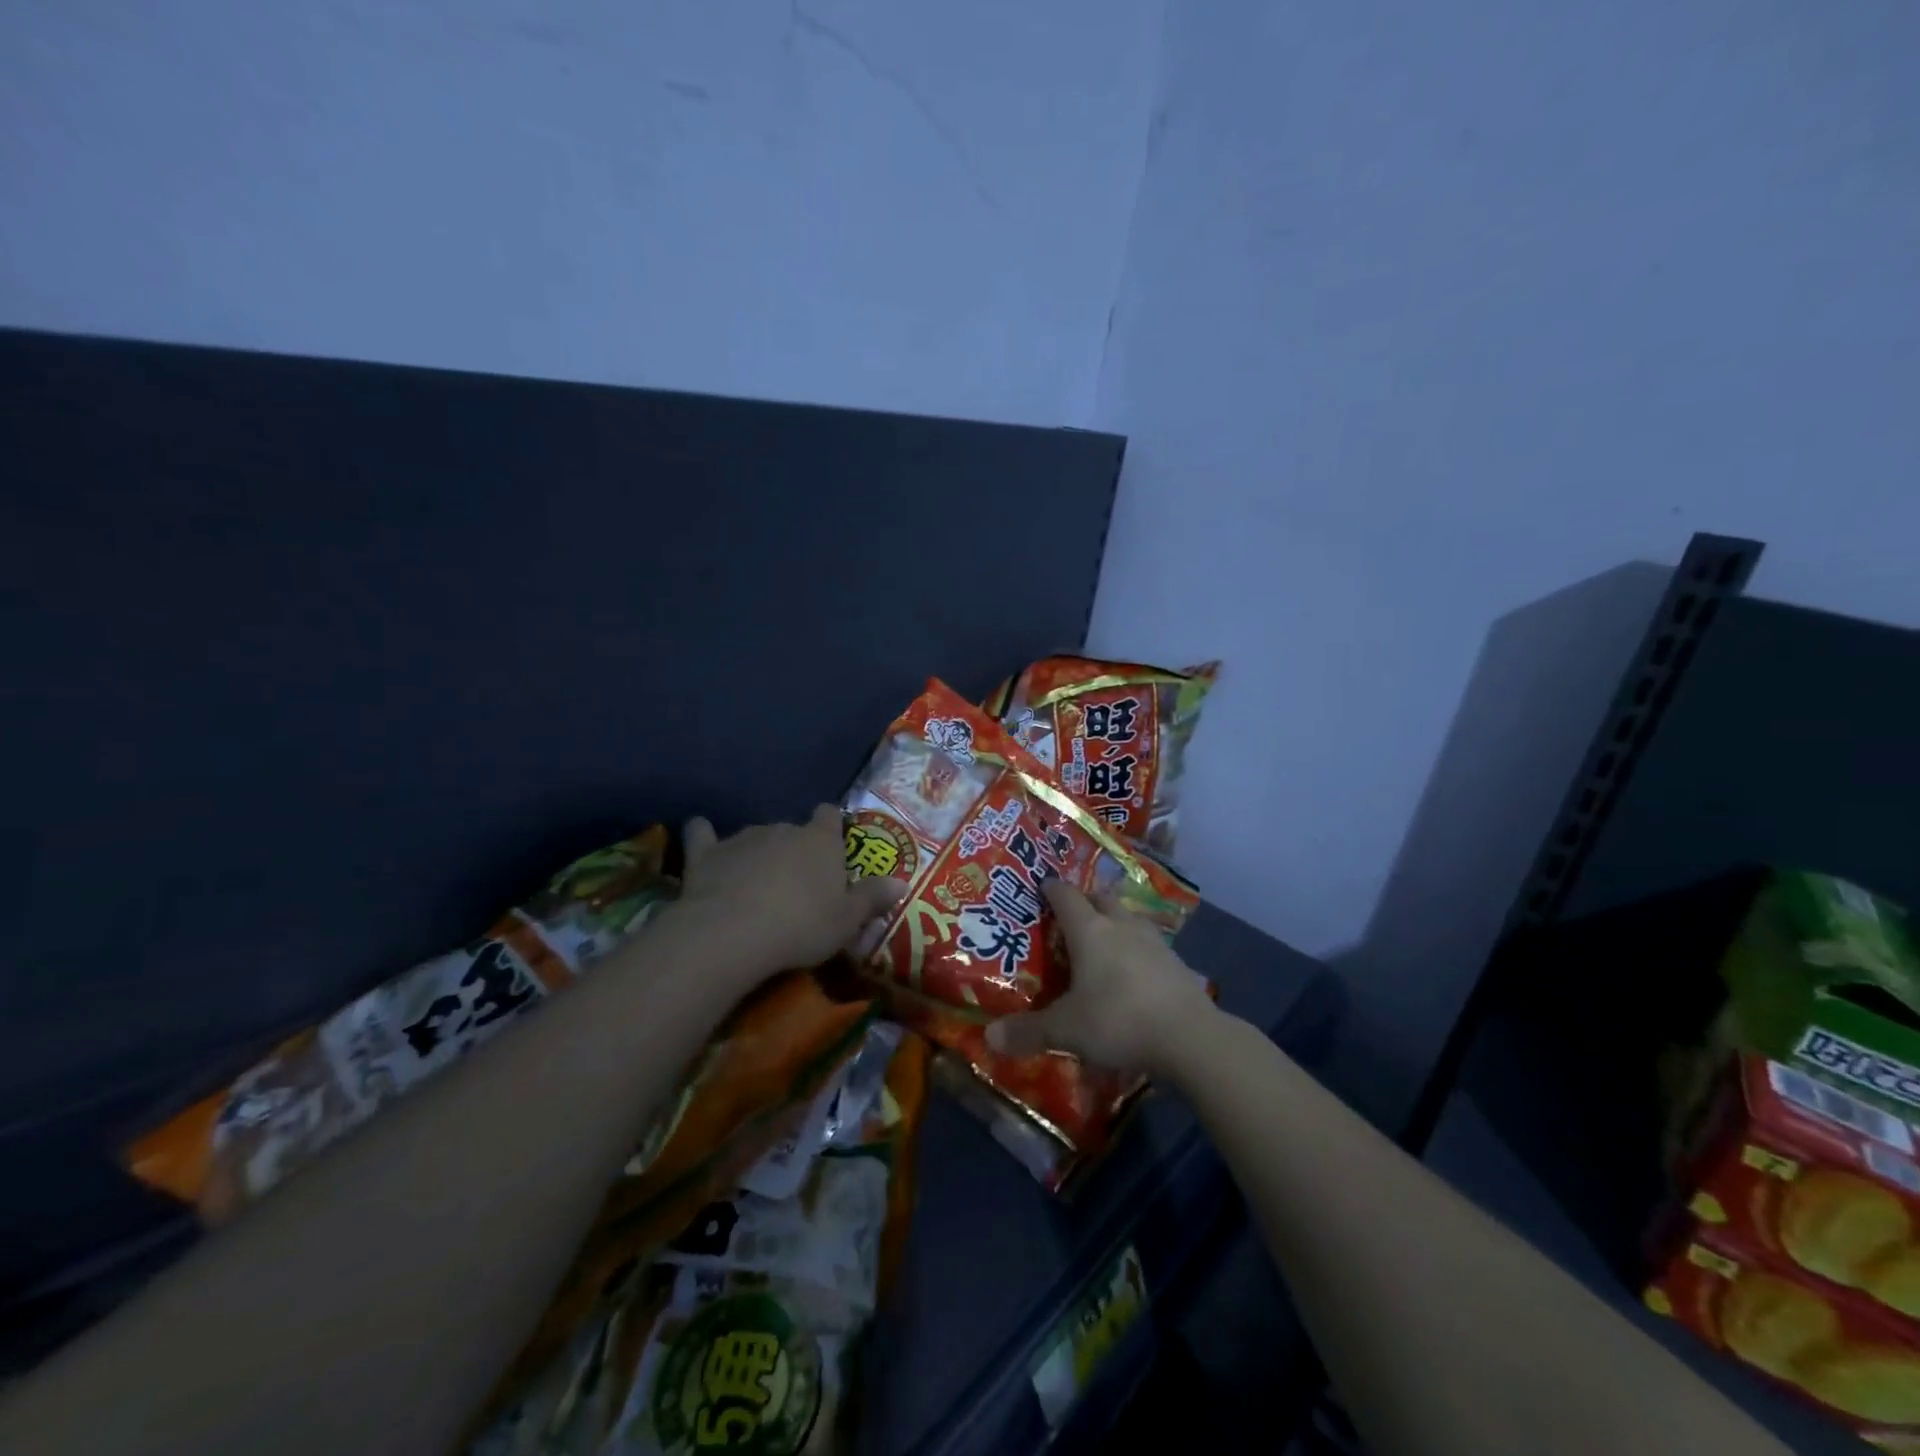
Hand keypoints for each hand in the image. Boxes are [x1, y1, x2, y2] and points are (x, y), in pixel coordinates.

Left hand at [677, 804, 903, 983]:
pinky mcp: (707, 853)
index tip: (832, 846)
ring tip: (756, 884)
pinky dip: (704, 836)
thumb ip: (872, 898)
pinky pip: (703, 835)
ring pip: (756, 836)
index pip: (830, 817)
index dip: (831, 827)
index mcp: (820, 841)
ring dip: (759, 853)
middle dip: (795, 850)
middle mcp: (783, 829)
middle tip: (797, 885)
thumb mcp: (847, 921)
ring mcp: (743, 838)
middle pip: (793, 831)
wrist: (733, 933)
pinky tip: (702, 839)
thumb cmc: (802, 926)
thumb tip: (902, 883)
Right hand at [985, 880, 1217, 1076]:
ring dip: (1115, 921)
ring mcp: (1153, 942)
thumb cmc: (1117, 1020)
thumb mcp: (1066, 1030)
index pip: (1066, 896)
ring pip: (1129, 918)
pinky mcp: (1177, 963)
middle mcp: (1121, 926)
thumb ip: (1028, 1031)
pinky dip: (1137, 949)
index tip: (1042, 885)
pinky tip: (1135, 969)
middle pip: (1101, 898)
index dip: (1052, 889)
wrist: (1189, 1036)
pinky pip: (1150, 945)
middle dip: (1085, 900)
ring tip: (1104, 937)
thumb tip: (990, 1037)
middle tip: (1072, 912)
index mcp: (1090, 931)